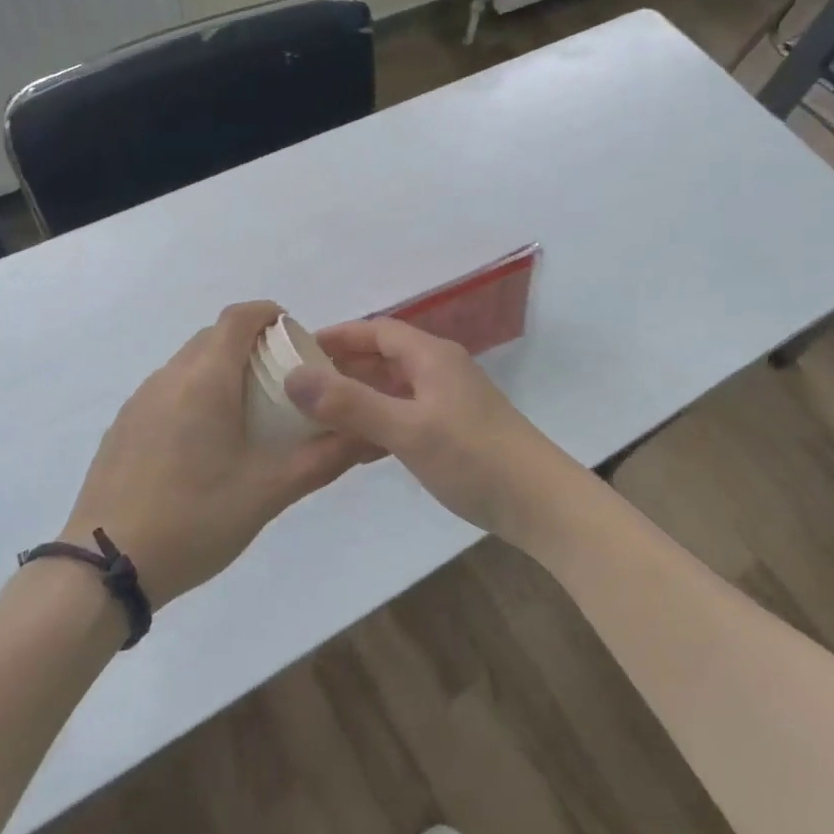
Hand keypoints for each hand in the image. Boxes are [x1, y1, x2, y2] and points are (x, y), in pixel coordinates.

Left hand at [61, 302, 376, 606]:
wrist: (106, 567)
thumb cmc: (195, 519)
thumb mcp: (270, 491)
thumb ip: (324, 458)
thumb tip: (369, 435)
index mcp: (206, 380)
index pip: (238, 317)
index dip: (269, 314)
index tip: (295, 336)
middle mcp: (169, 377)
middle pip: (214, 337)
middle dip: (250, 344)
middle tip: (281, 380)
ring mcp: (140, 401)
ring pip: (188, 364)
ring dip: (221, 370)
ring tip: (247, 412)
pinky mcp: (123, 426)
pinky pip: (167, 390)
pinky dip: (194, 394)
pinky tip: (204, 443)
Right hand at [284, 318, 596, 550]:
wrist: (541, 503)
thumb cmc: (473, 457)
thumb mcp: (406, 429)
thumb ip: (350, 403)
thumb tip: (293, 376)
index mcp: (431, 356)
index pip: (376, 330)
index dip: (337, 336)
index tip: (297, 349)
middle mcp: (440, 369)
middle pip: (383, 357)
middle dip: (343, 367)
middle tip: (299, 386)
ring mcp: (449, 400)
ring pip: (393, 388)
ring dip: (358, 398)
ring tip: (318, 416)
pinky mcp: (454, 429)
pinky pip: (405, 414)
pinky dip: (378, 423)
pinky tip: (356, 448)